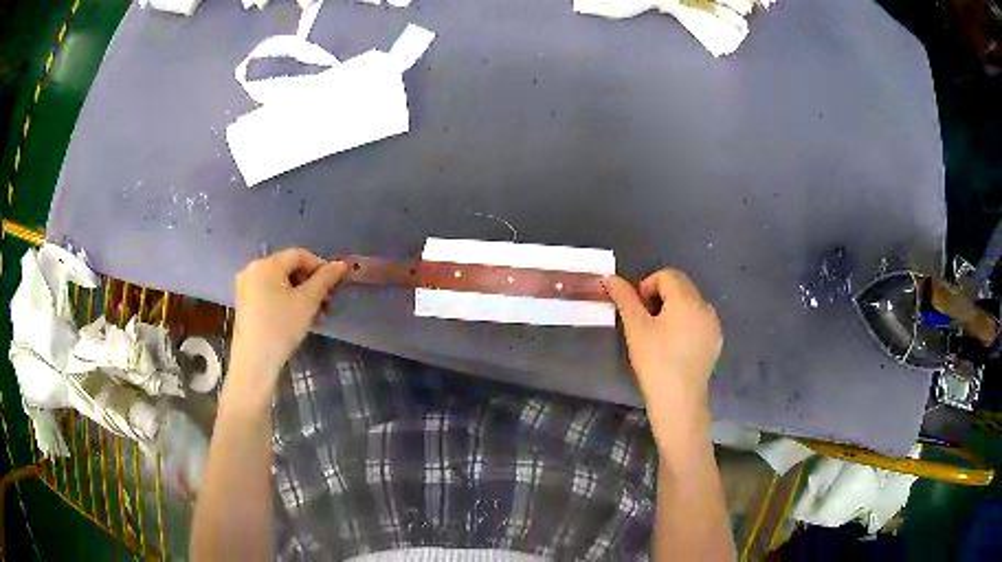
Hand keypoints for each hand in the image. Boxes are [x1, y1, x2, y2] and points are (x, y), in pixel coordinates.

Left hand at [228, 249, 346, 402]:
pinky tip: (296, 316)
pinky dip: (285, 299)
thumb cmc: (281, 327)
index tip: (334, 286)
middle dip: (310, 283)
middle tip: (326, 303)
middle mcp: (252, 269)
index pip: (299, 254)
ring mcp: (245, 286)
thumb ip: (325, 279)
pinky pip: (269, 292)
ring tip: (314, 313)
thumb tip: (341, 264)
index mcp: (266, 264)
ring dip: (300, 293)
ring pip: (280, 282)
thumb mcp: (307, 302)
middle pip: (288, 267)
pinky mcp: (244, 302)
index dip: (320, 266)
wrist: (255, 361)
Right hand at [602, 270, 721, 449]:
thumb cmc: (655, 362)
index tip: (638, 311)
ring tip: (660, 336)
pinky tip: (676, 347)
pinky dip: (686, 323)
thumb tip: (609, 277)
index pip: (667, 275)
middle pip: (681, 286)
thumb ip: (624, 298)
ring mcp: (713, 324)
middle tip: (646, 322)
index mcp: (687, 299)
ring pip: (691, 303)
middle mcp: (705, 306)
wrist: (679, 401)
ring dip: (673, 309)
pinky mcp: (715, 341)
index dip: (647, 286)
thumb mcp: (636, 328)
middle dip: (661, 296)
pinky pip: (699, 320)